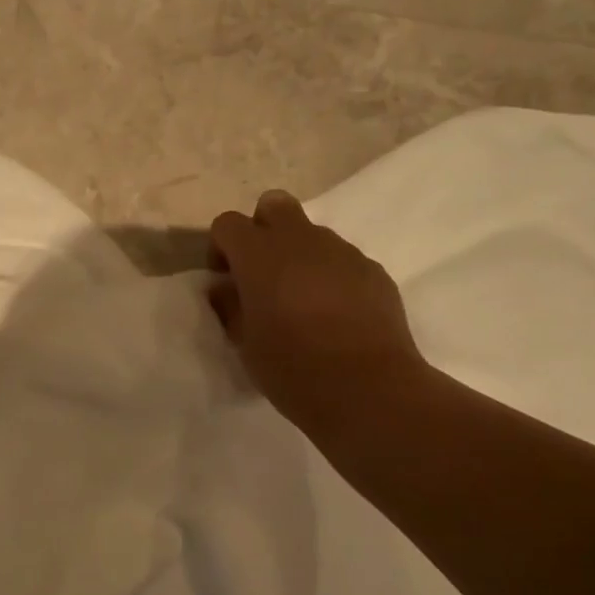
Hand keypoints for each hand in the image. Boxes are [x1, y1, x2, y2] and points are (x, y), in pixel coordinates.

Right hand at [209, 190, 426, 436]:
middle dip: (262, 230)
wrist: (369, 388)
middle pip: (274, 205)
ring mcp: (342, 252)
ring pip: (311, 233)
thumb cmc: (293, 369)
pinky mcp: (373, 270)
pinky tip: (335, 315)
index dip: (221, 247)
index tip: (225, 280)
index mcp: (260, 255)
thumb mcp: (245, 344)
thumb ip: (230, 307)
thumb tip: (225, 288)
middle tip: (261, 273)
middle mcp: (301, 241)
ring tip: (301, 300)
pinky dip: (330, 275)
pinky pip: (342, 259)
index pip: (228, 223)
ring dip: (298, 255)